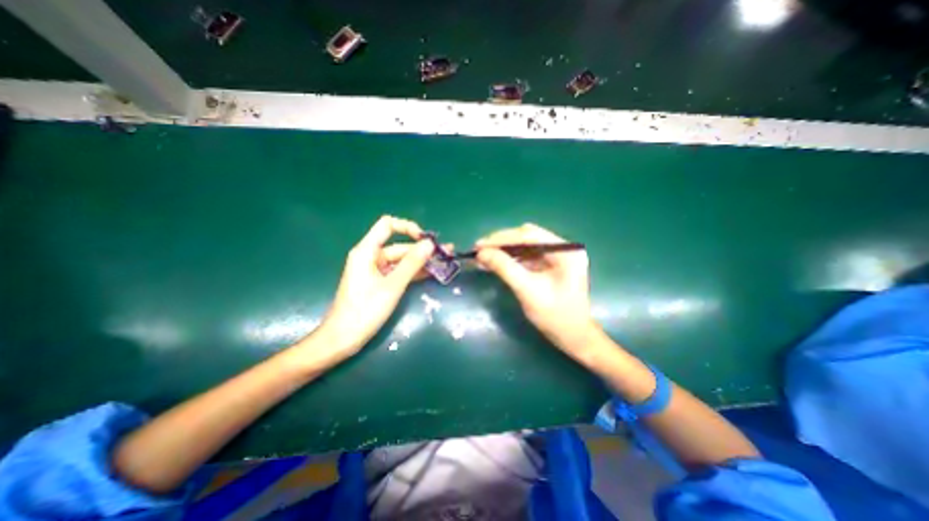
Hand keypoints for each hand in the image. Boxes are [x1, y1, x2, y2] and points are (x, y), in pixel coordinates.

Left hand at [308, 218, 431, 360]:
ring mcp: (376, 270)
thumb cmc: (365, 310)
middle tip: (446, 254)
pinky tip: (431, 273)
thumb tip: (430, 244)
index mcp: (367, 251)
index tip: (425, 240)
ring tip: (444, 262)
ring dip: (421, 261)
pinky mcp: (380, 282)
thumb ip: (412, 263)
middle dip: (422, 249)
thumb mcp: (392, 285)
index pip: (388, 225)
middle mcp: (371, 256)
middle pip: (399, 245)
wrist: (343, 338)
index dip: (408, 228)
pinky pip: (399, 272)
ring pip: (402, 260)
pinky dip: (414, 272)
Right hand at [475, 222, 598, 360]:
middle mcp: (562, 248)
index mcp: (565, 251)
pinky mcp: (549, 264)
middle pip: (527, 237)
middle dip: (501, 243)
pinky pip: (526, 256)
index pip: (530, 235)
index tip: (480, 244)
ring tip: (482, 257)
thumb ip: (505, 268)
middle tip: (479, 250)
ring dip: (503, 251)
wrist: (572, 337)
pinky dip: (509, 259)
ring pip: (524, 246)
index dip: (502, 238)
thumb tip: (481, 253)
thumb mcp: (527, 291)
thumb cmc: (555, 316)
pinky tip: (494, 263)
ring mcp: (556, 256)